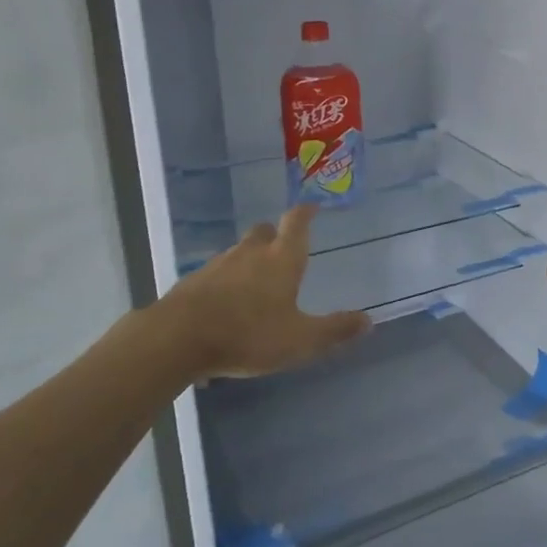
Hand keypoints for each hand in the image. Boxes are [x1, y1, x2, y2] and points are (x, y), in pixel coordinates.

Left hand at [141, 205, 370, 383]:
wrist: (176, 339)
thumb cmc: (248, 334)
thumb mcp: (300, 340)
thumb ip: (334, 329)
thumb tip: (369, 321)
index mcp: (282, 259)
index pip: (296, 222)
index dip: (305, 212)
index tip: (311, 206)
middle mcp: (251, 253)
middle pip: (264, 231)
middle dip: (274, 235)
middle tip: (282, 248)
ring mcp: (218, 264)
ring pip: (238, 252)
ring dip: (249, 259)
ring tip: (255, 282)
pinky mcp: (192, 282)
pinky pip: (215, 274)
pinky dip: (225, 281)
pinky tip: (225, 304)